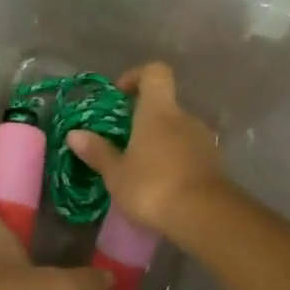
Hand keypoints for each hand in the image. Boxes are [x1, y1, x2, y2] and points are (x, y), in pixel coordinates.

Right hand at [66, 63, 229, 238]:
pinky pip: (189, 152)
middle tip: (124, 143)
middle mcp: (185, 118)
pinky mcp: (214, 163)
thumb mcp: (116, 173)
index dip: (137, 77)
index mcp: (159, 111)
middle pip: (165, 105)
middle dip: (144, 120)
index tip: (120, 95)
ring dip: (160, 142)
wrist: (203, 216)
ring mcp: (204, 140)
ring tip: (141, 169)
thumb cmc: (152, 186)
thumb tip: (74, 134)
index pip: (155, 72)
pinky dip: (175, 161)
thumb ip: (97, 152)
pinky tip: (162, 185)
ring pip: (178, 131)